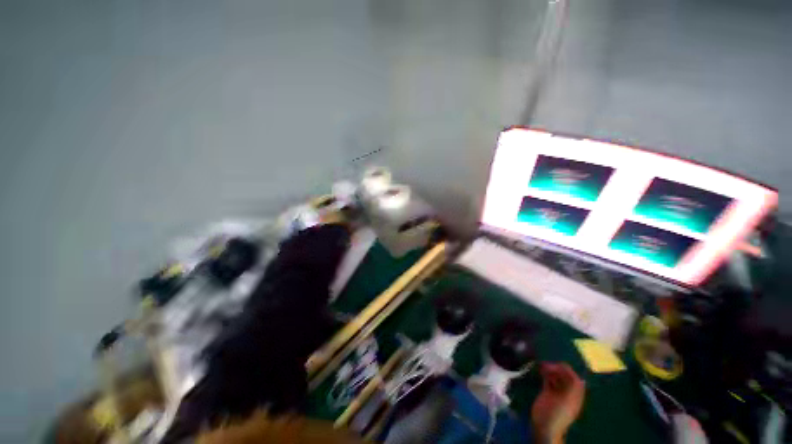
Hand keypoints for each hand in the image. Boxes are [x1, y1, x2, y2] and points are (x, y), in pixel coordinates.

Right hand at [531, 362, 585, 443]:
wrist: (545, 426)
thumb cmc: (557, 413)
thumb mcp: (567, 401)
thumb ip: (573, 389)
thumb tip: (579, 377)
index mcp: (575, 395)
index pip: (574, 378)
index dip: (566, 370)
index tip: (555, 364)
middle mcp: (567, 392)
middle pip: (564, 376)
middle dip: (556, 368)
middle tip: (546, 365)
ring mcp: (557, 392)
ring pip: (555, 377)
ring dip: (549, 370)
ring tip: (541, 366)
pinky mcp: (547, 392)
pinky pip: (547, 380)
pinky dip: (544, 374)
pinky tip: (539, 370)